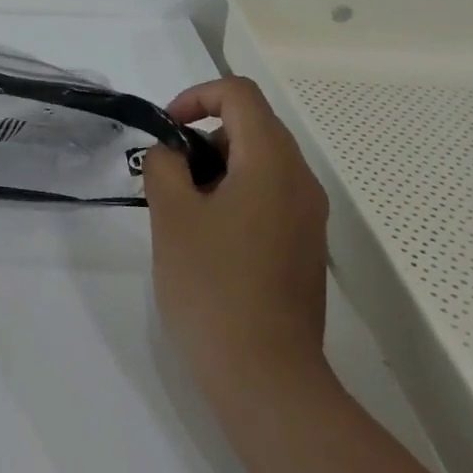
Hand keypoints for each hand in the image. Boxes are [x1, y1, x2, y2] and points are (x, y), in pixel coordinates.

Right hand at [141, 76, 330, 401]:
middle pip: (253, 125)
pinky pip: (270, 196)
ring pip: (261, 162)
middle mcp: (300, 181)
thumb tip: (170, 153)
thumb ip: (163, 165)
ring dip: (218, 167)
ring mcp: (308, 217)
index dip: (196, 97)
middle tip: (170, 175)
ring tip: (184, 210)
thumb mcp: (171, 215)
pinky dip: (236, 195)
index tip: (166, 130)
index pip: (239, 94)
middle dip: (204, 136)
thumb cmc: (212, 286)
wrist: (266, 378)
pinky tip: (209, 240)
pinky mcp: (304, 247)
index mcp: (271, 163)